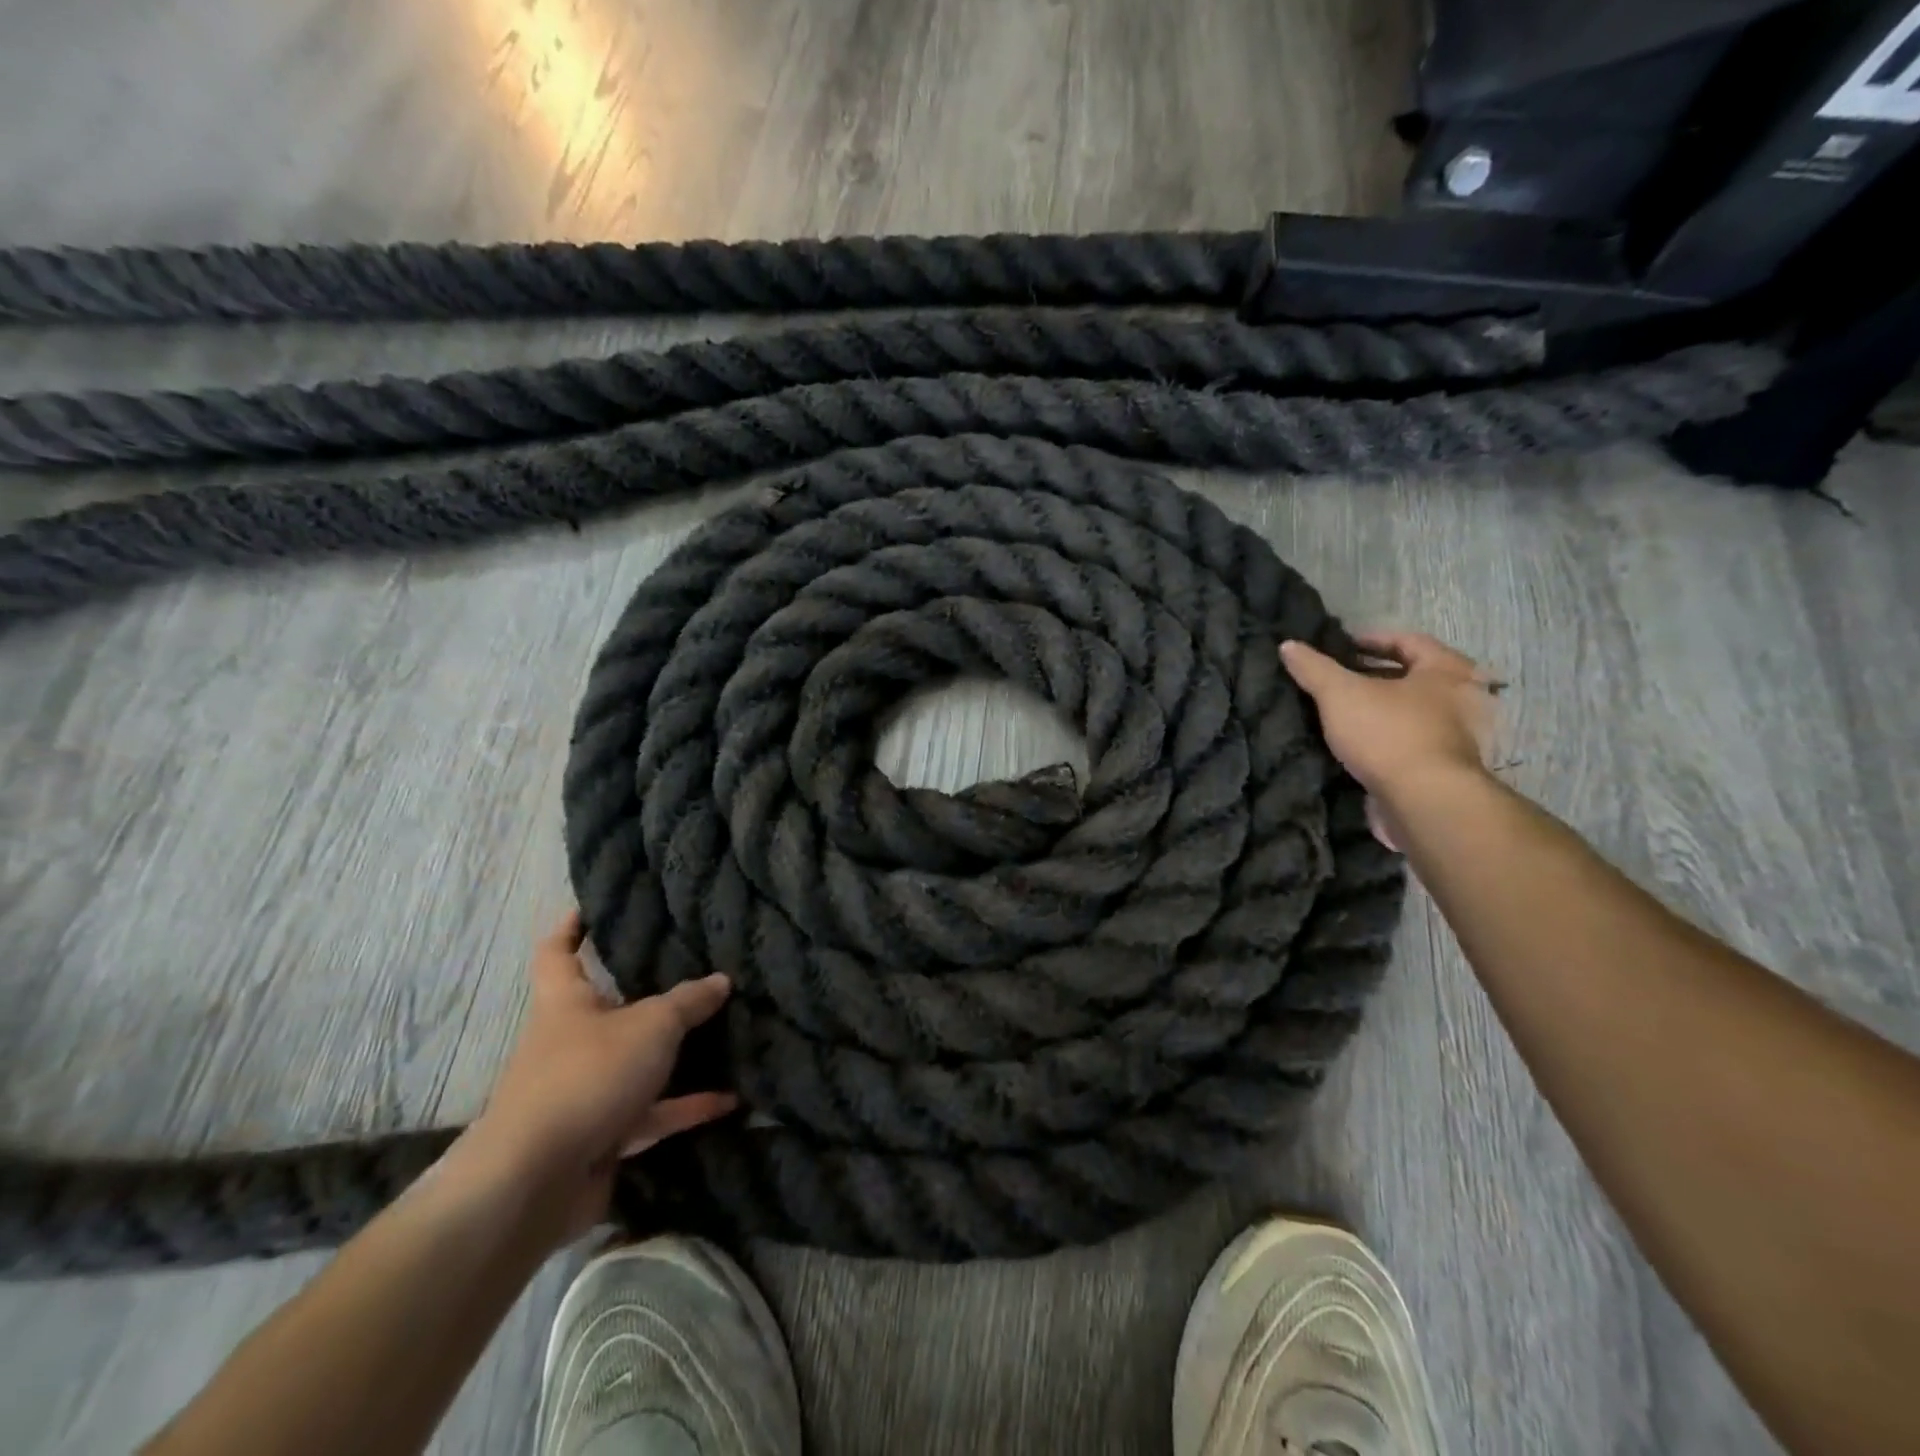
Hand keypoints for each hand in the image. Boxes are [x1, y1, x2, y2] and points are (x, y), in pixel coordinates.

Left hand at [463, 911, 737, 1243]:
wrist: (535, 1181)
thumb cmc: (587, 1076)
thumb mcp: (651, 1026)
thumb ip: (688, 1002)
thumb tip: (721, 981)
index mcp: (566, 1004)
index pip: (557, 953)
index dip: (570, 928)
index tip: (590, 907)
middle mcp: (570, 1043)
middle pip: (606, 1010)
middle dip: (643, 995)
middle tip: (689, 970)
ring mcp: (585, 1092)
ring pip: (635, 1064)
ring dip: (675, 1057)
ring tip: (723, 1036)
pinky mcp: (601, 1137)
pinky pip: (651, 1114)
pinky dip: (686, 1107)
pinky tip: (730, 1100)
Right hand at [1281, 631, 1499, 849]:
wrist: (1425, 802)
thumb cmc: (1389, 733)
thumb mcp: (1340, 694)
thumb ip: (1314, 668)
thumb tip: (1288, 645)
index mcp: (1448, 669)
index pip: (1407, 641)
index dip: (1370, 640)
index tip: (1339, 646)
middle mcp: (1463, 698)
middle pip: (1412, 677)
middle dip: (1374, 676)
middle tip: (1337, 679)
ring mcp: (1458, 736)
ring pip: (1411, 712)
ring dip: (1379, 710)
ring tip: (1340, 713)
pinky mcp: (1445, 768)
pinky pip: (1410, 741)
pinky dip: (1384, 738)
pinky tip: (1355, 744)